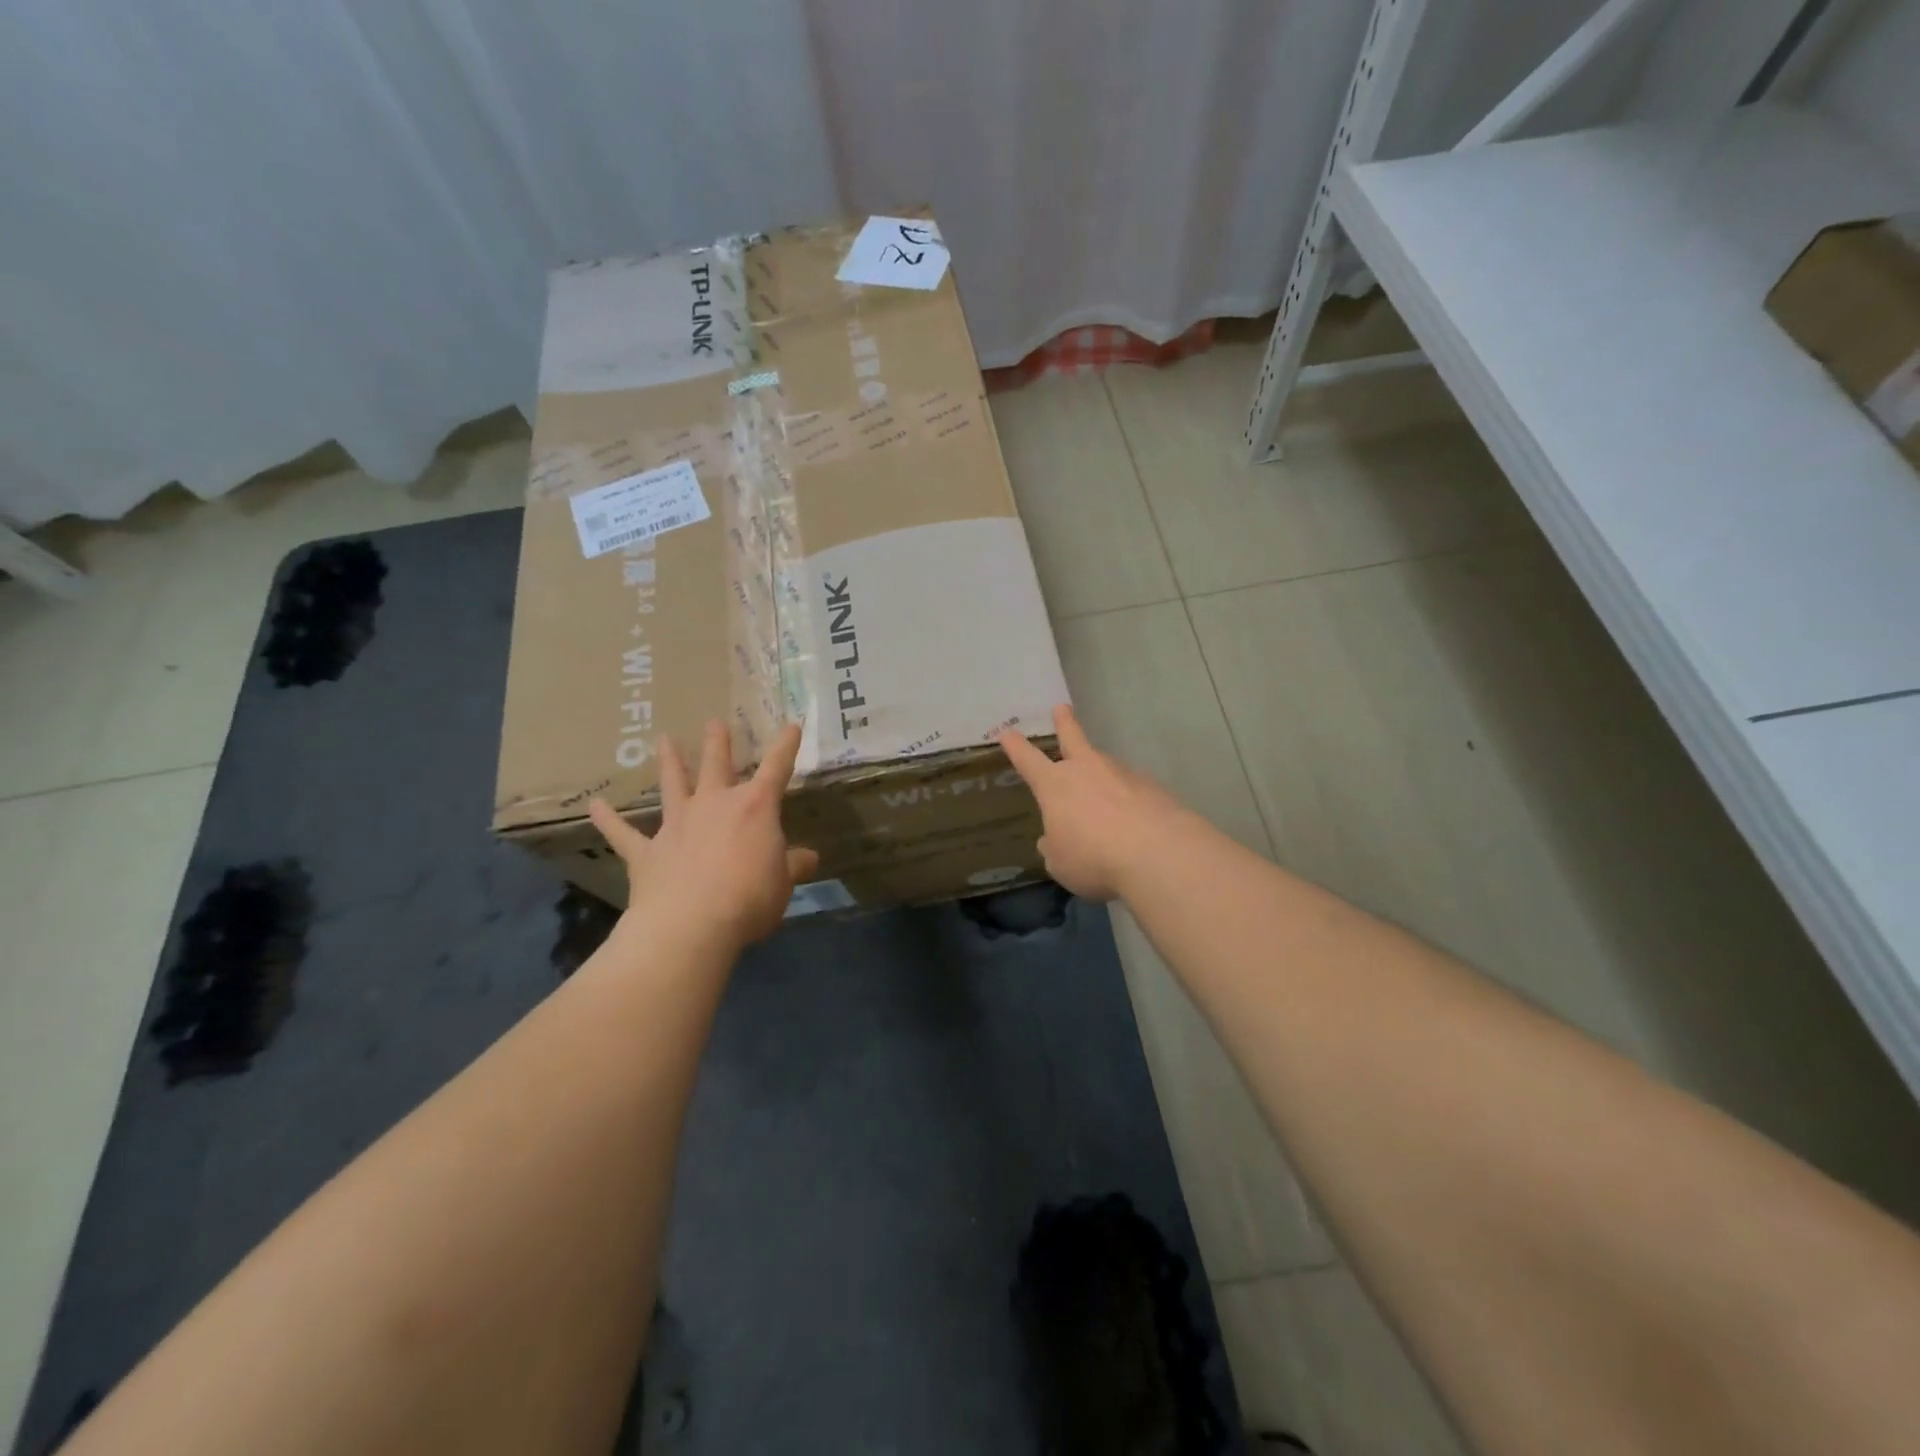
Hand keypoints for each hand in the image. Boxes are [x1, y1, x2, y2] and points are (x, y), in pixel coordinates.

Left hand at [588, 720, 819, 951]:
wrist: (691, 925)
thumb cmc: (749, 899)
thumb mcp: (783, 884)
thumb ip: (792, 866)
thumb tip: (808, 857)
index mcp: (755, 808)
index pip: (776, 768)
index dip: (786, 746)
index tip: (791, 725)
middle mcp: (714, 805)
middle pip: (717, 765)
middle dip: (718, 742)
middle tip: (715, 722)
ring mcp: (677, 824)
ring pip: (673, 784)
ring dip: (669, 762)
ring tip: (664, 740)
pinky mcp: (646, 851)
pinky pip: (623, 832)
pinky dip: (608, 819)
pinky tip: (594, 805)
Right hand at [998, 704, 1188, 901]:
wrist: (1157, 853)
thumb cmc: (1093, 858)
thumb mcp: (1060, 863)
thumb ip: (1054, 847)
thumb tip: (1054, 839)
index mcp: (1054, 785)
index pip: (1027, 760)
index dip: (1015, 746)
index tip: (1006, 732)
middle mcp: (1086, 770)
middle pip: (1072, 738)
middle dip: (1064, 723)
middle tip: (1061, 708)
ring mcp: (1122, 774)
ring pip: (1105, 767)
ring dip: (1101, 775)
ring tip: (1104, 802)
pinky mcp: (1152, 787)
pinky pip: (1132, 790)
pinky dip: (1129, 800)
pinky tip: (1134, 821)